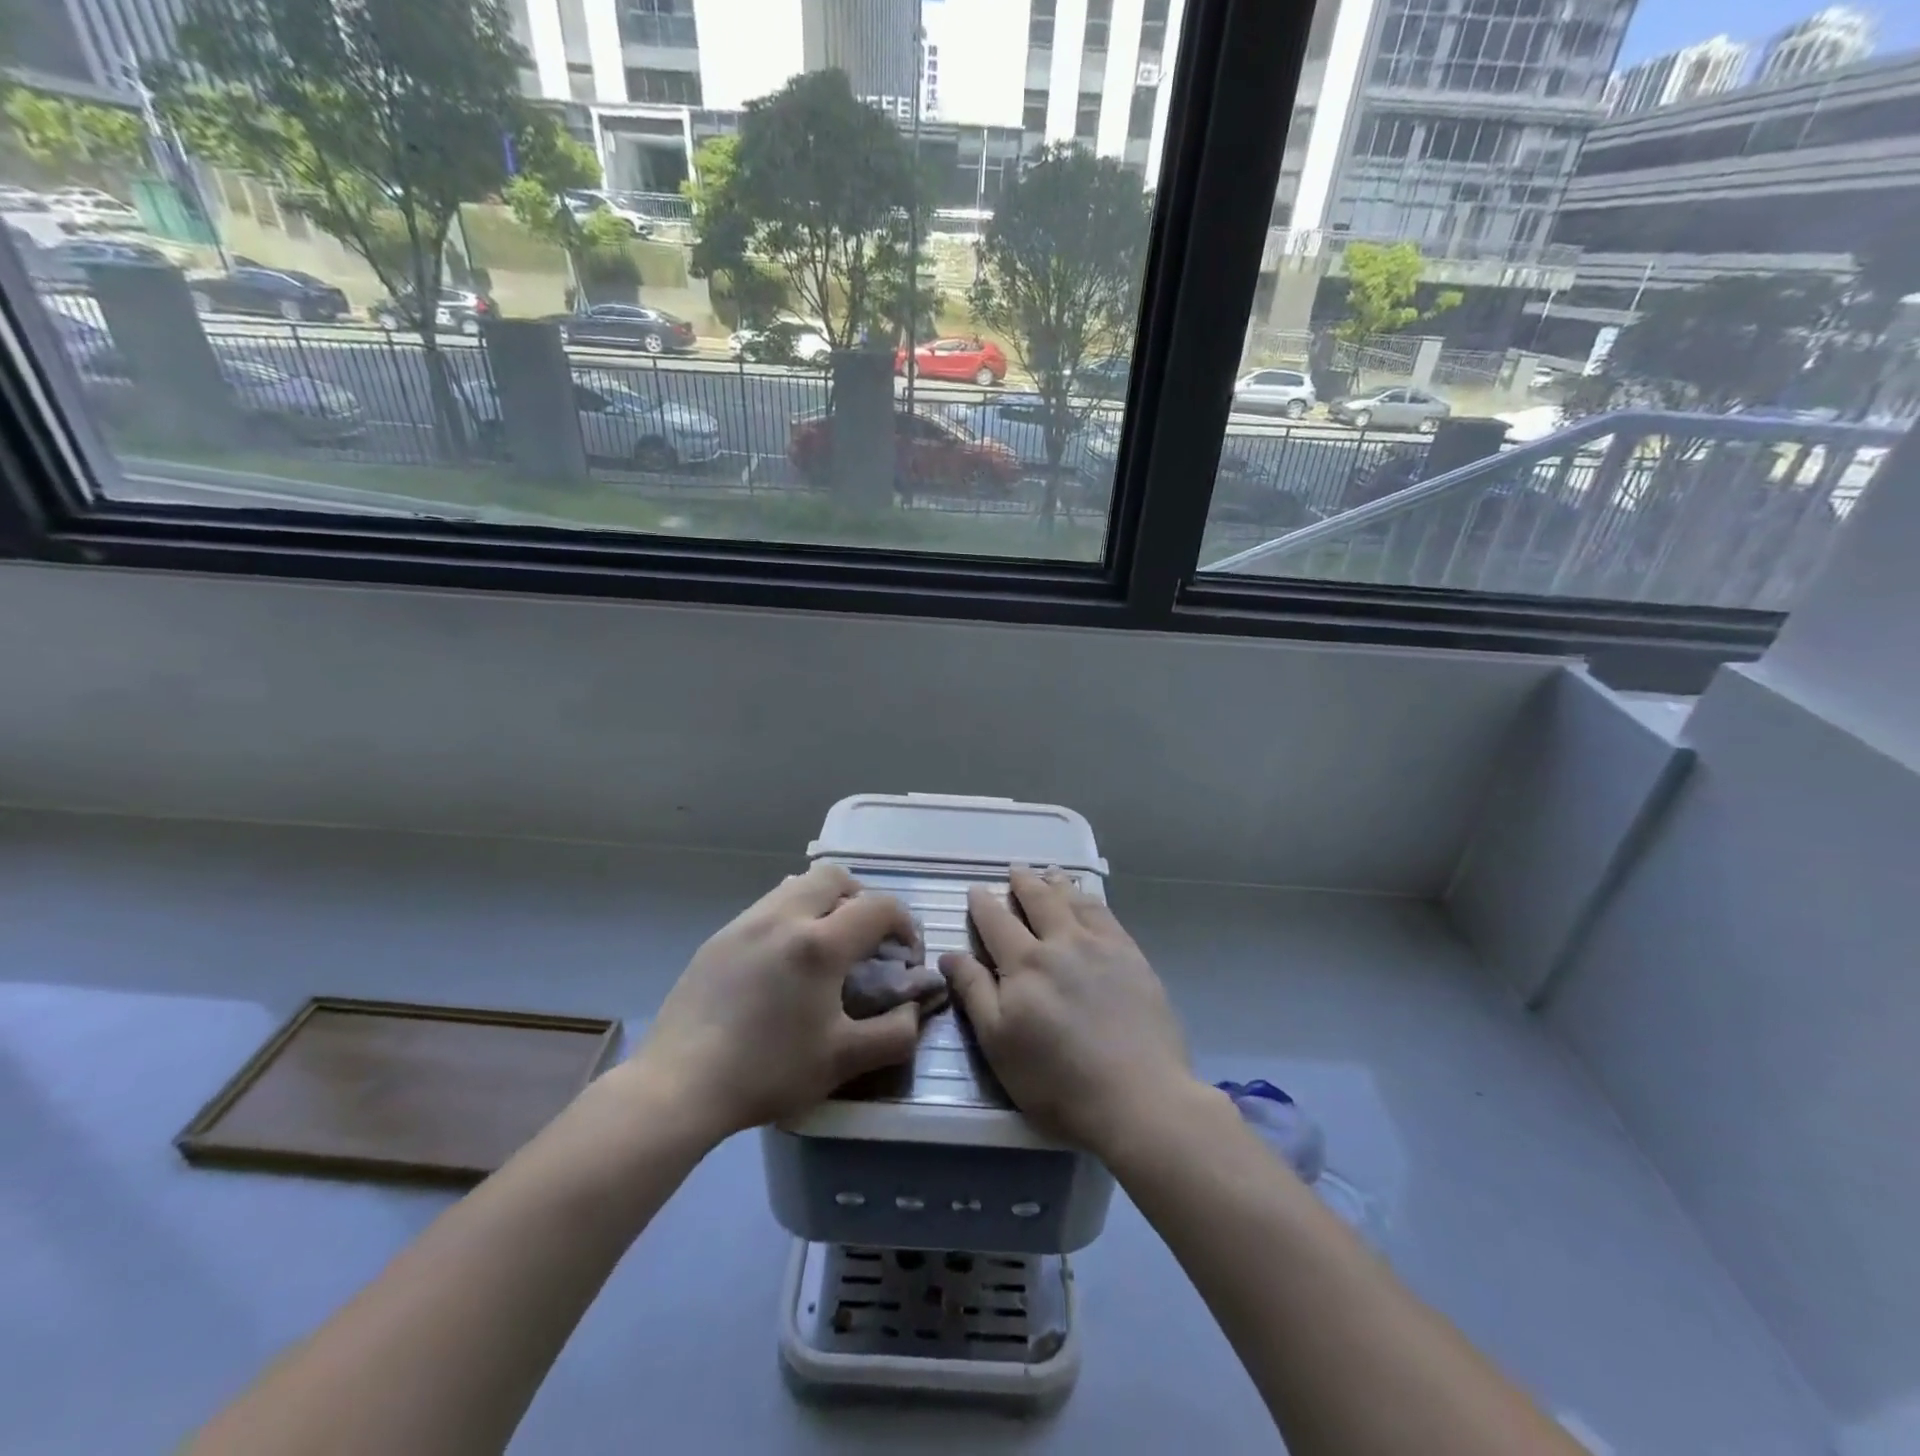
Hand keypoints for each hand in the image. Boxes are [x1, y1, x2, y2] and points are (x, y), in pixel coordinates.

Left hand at [636, 864, 929, 1139]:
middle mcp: (783, 916)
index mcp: (819, 943)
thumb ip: (895, 1033)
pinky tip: (782, 965)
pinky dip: (791, 918)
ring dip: (823, 903)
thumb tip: (914, 1009)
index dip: (904, 924)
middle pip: (835, 876)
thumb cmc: (767, 1071)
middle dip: (862, 898)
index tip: (904, 955)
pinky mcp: (719, 937)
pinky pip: (768, 907)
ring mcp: (746, 922)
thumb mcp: (843, 1061)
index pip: (879, 906)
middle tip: (864, 939)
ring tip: (823, 948)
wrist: (679, 1085)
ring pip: (797, 886)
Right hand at [940, 867, 1192, 1159]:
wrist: (1139, 1096)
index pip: (997, 922)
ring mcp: (1101, 946)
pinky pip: (1106, 915)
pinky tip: (1088, 901)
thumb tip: (949, 954)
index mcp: (1025, 964)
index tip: (975, 890)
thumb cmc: (1057, 1081)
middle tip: (1015, 869)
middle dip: (1023, 882)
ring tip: (1050, 874)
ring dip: (1058, 885)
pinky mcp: (1132, 957)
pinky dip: (1091, 900)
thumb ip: (974, 993)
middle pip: (1039, 900)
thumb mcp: (999, 1044)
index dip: (983, 904)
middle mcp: (1062, 943)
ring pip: (1074, 901)